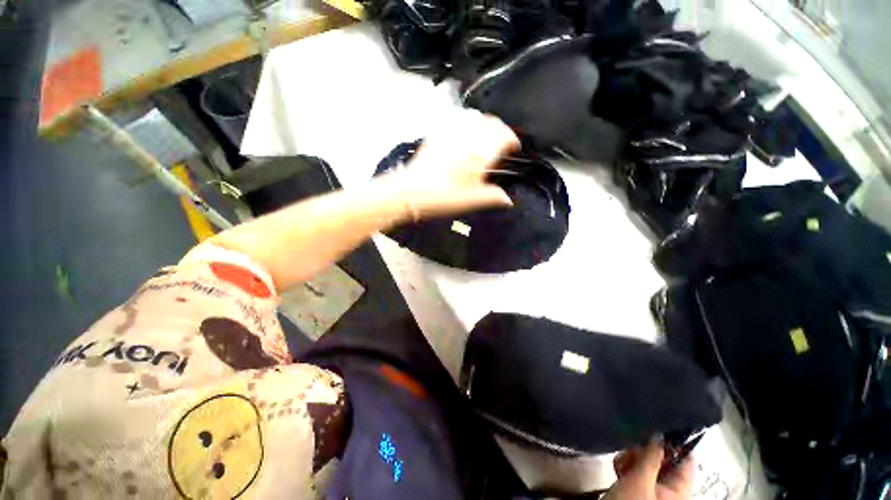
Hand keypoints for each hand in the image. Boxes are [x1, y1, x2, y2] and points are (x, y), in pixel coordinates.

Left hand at [389, 109, 519, 219]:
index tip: (514, 147)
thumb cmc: (442, 197)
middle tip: (502, 141)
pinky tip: (465, 132)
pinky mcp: (437, 134)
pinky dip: (467, 122)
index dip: (512, 140)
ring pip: (475, 116)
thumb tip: (508, 200)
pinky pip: (457, 119)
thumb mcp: (471, 201)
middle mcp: (467, 137)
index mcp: (478, 153)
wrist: (411, 192)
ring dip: (485, 123)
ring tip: (486, 135)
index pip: (503, 136)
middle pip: (491, 122)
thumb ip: (493, 197)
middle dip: (501, 129)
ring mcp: (451, 133)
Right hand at [604, 439, 694, 499]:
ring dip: (632, 458)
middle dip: (645, 451)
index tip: (657, 426)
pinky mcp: (638, 489)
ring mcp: (653, 489)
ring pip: (647, 462)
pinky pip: (636, 470)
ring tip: (621, 465)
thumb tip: (659, 431)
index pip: (687, 460)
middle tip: (631, 450)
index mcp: (679, 490)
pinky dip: (626, 466)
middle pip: (664, 459)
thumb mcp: (640, 480)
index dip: (675, 442)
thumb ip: (651, 456)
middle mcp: (669, 488)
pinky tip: (617, 469)